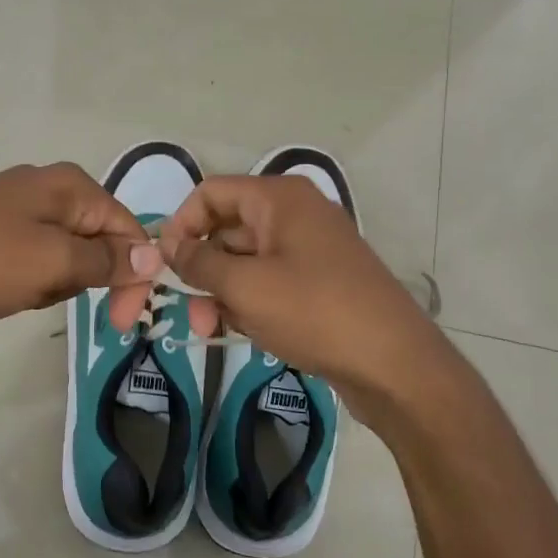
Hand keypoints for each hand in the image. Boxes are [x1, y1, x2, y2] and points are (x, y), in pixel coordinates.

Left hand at [0, 162, 163, 325]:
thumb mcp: (52, 264)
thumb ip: (107, 260)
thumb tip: (155, 254)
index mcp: (70, 186)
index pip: (127, 229)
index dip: (133, 274)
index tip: (121, 322)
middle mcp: (46, 186)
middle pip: (95, 241)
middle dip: (80, 278)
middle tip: (45, 297)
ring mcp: (12, 205)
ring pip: (60, 255)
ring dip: (49, 283)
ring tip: (15, 291)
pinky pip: (27, 257)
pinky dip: (22, 279)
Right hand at [158, 175, 438, 403]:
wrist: (394, 363)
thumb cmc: (314, 312)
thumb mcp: (245, 286)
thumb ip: (199, 262)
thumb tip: (169, 247)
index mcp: (279, 199)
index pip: (210, 193)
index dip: (181, 224)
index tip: (163, 265)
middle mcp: (295, 214)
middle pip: (227, 229)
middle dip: (202, 269)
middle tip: (191, 314)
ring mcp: (311, 248)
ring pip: (247, 260)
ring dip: (224, 292)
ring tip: (215, 331)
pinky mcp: (321, 281)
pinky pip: (270, 281)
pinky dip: (252, 302)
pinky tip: (250, 332)